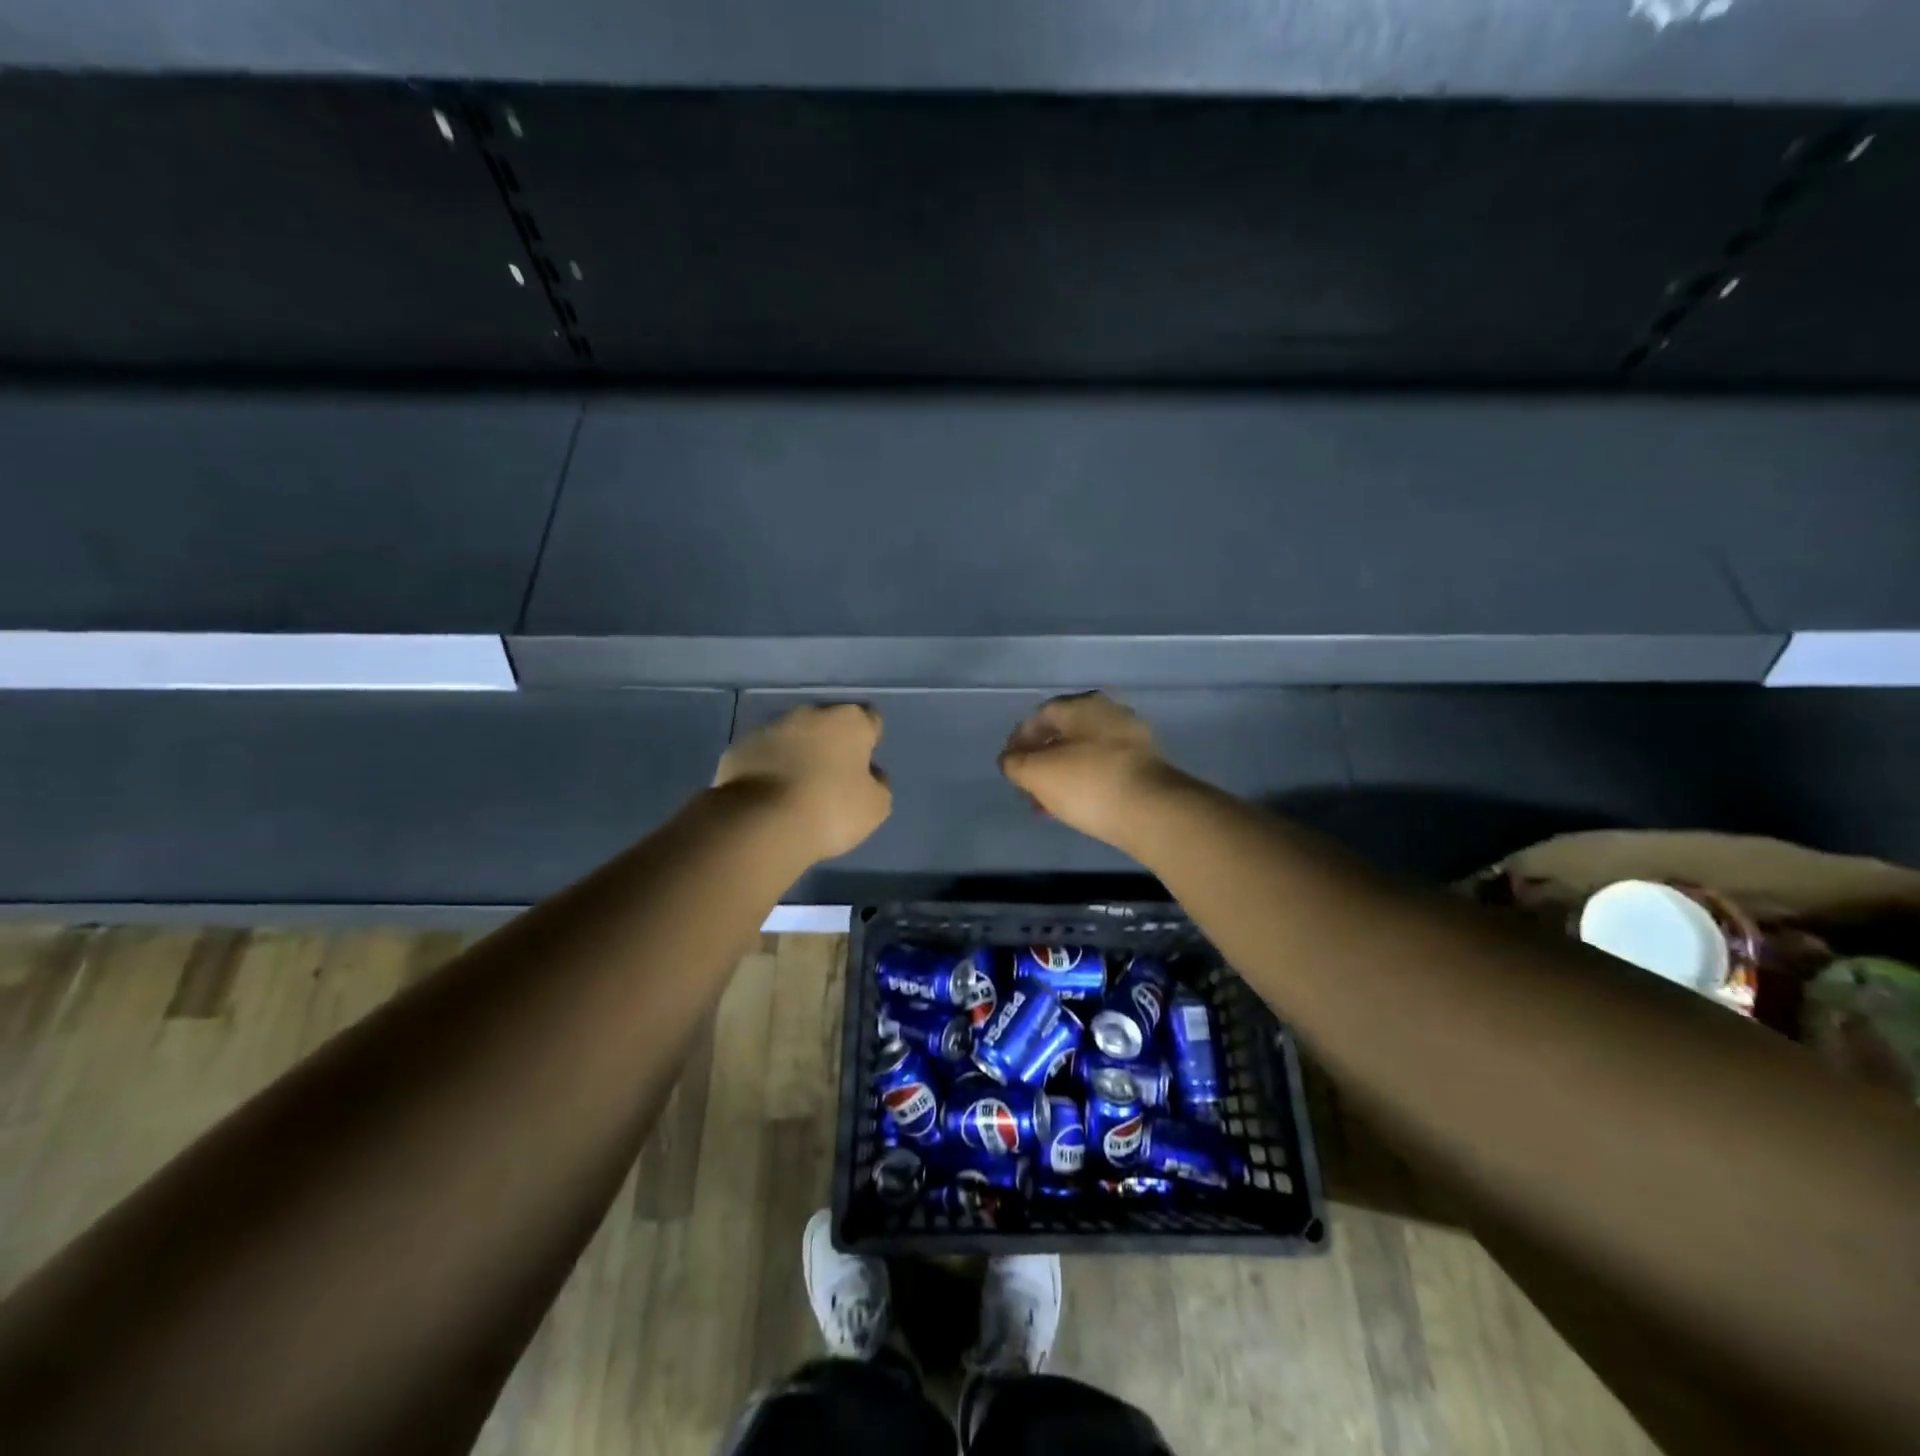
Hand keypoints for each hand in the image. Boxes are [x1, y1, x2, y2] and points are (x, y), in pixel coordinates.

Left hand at [714, 704, 891, 859]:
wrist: (760, 823)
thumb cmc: (830, 810)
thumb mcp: (875, 806)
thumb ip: (877, 783)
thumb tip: (869, 774)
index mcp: (848, 721)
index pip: (869, 719)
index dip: (869, 740)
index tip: (864, 766)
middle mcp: (809, 714)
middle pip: (827, 723)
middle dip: (830, 743)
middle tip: (831, 778)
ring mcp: (769, 728)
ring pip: (792, 736)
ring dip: (797, 754)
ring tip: (796, 790)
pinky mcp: (738, 748)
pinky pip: (762, 755)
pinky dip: (768, 768)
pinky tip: (769, 796)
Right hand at [998, 692, 1181, 850]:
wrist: (1153, 812)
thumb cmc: (1088, 783)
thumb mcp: (1036, 774)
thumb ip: (1014, 763)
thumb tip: (1011, 760)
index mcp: (1082, 705)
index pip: (1040, 715)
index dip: (1019, 740)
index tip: (1009, 765)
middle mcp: (1109, 713)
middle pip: (1064, 734)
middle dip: (1041, 761)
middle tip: (1028, 787)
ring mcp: (1132, 738)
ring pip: (1085, 753)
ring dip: (1062, 775)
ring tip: (1048, 804)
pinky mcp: (1147, 765)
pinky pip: (1105, 769)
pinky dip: (1085, 783)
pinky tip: (1076, 806)